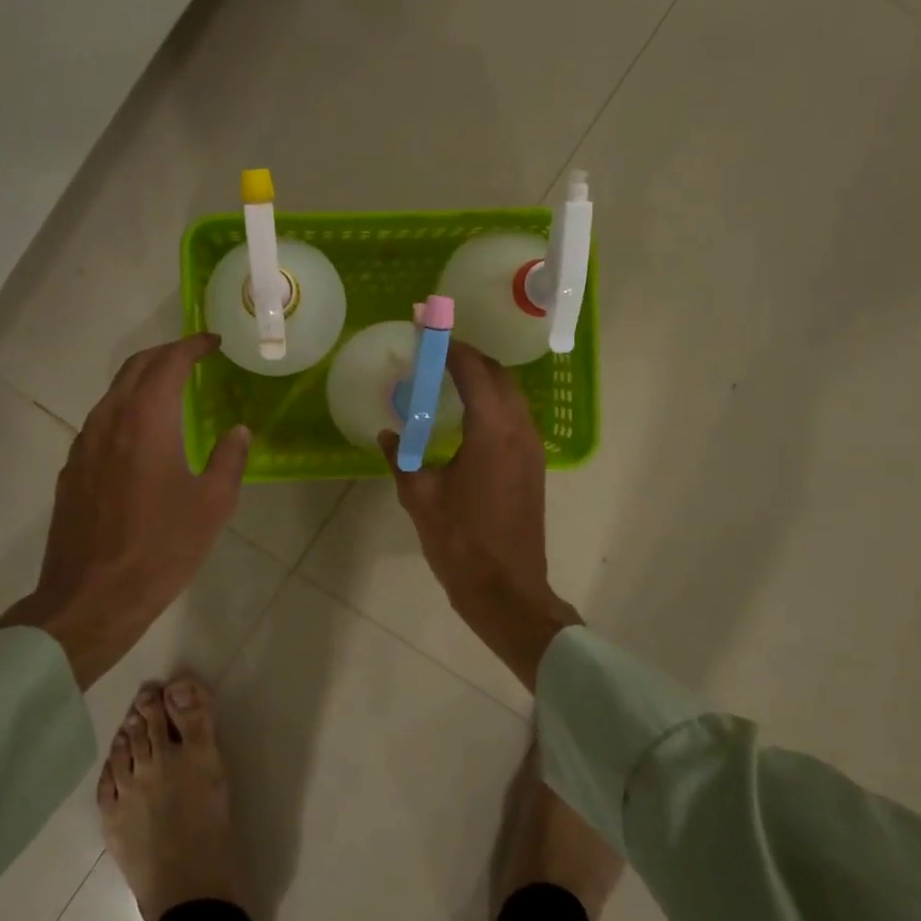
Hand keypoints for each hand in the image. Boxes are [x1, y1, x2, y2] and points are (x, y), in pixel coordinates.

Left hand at [0, 334, 249, 687]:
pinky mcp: (72, 470)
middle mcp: (109, 420)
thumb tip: (238, 431)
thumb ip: (229, 459)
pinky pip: (101, 421)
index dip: (193, 346)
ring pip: (114, 393)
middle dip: (166, 354)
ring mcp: (84, 445)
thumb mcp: (212, 505)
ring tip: (171, 390)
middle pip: (135, 368)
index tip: (213, 342)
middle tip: (194, 357)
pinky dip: (126, 409)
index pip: (168, 363)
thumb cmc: (160, 550)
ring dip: (143, 381)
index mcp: (146, 421)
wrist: (91, 599)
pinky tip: (142, 434)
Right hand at [381, 341, 580, 689]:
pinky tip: (468, 416)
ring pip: (512, 395)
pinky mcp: (533, 466)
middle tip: (434, 353)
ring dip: (484, 379)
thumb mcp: (420, 498)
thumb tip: (387, 435)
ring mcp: (532, 448)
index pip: (473, 371)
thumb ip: (402, 459)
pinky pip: (515, 417)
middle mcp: (519, 430)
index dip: (449, 347)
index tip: (427, 330)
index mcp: (491, 431)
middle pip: (499, 375)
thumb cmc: (461, 543)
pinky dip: (493, 402)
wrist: (507, 590)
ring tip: (448, 378)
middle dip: (469, 358)